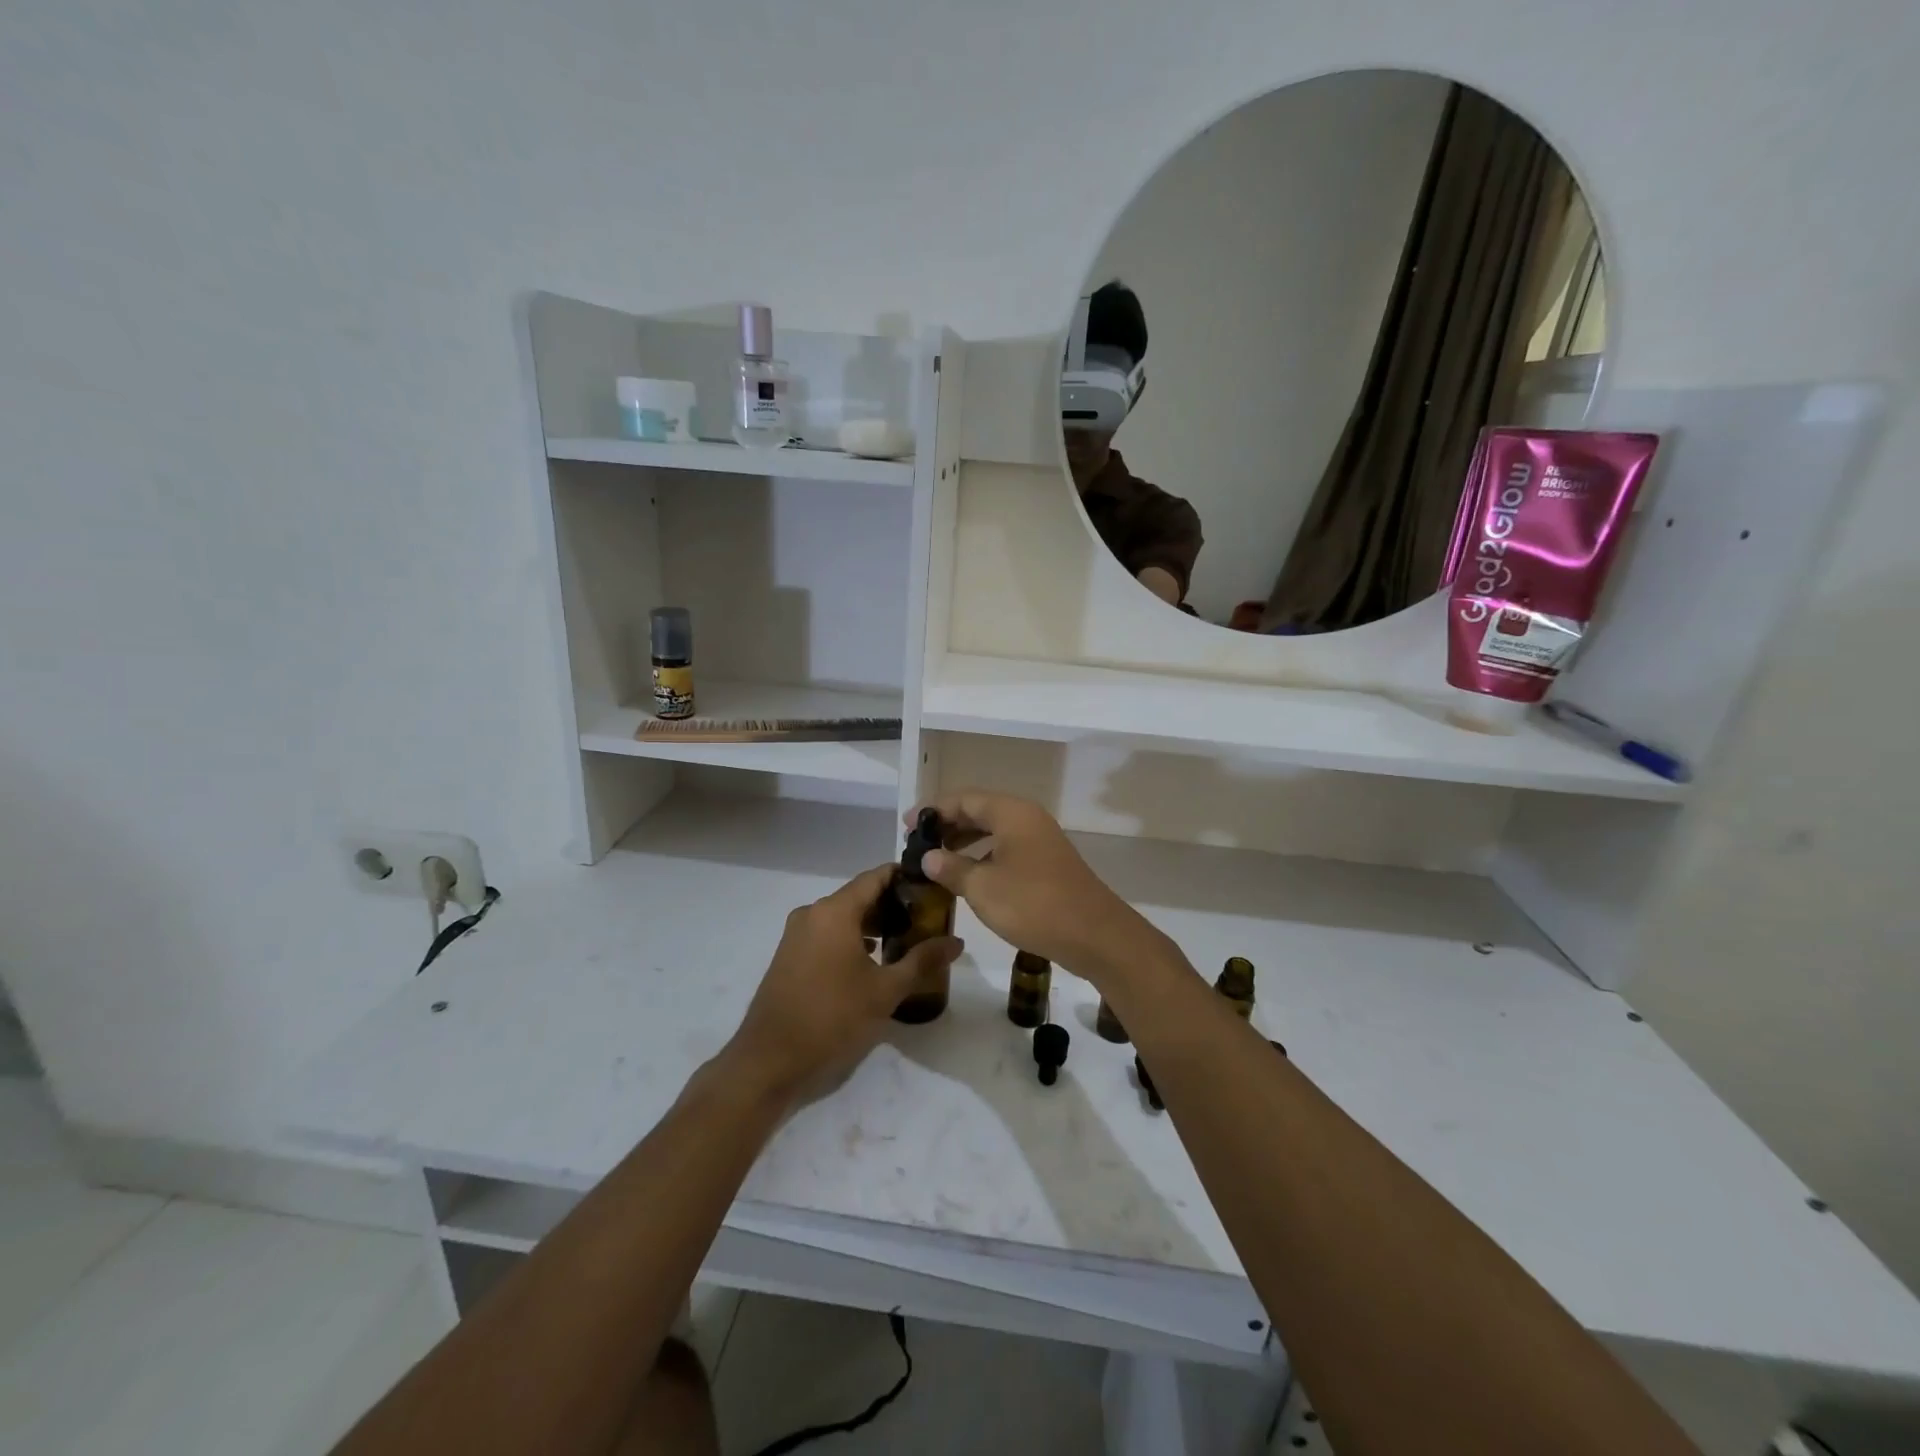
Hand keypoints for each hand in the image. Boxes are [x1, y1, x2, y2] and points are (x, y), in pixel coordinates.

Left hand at [724, 864, 961, 1104]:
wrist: (769, 1060)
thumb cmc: (832, 1018)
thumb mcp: (885, 991)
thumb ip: (923, 961)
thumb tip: (957, 942)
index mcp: (834, 911)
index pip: (875, 877)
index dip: (904, 877)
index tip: (931, 886)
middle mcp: (812, 913)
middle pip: (859, 895)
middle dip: (892, 904)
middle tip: (925, 919)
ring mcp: (796, 934)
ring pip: (842, 916)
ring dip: (872, 924)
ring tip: (904, 941)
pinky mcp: (789, 956)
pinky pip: (826, 933)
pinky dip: (850, 938)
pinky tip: (871, 962)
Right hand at [909, 791, 1156, 977]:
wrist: (1094, 934)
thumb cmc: (1033, 904)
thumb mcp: (983, 888)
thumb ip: (952, 868)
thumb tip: (928, 857)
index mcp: (1011, 813)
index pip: (964, 799)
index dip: (933, 810)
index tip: (907, 825)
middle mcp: (1027, 818)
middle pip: (980, 810)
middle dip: (948, 824)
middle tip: (918, 843)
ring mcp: (1040, 840)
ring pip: (994, 830)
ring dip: (965, 841)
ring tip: (937, 860)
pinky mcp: (1047, 863)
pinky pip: (1007, 848)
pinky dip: (984, 855)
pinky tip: (970, 876)